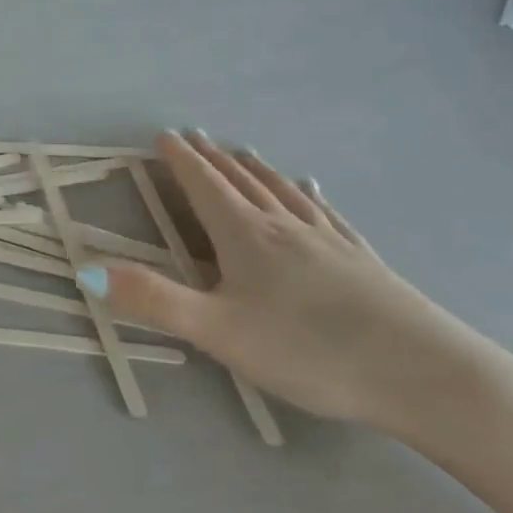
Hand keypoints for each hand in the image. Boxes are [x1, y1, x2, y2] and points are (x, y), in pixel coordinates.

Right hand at [81, 132, 488, 432]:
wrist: (425, 375)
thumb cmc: (310, 351)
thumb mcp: (217, 331)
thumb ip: (153, 300)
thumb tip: (87, 269)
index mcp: (247, 237)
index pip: (206, 188)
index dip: (182, 162)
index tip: (165, 137)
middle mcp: (286, 228)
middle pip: (243, 182)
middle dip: (214, 159)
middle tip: (196, 137)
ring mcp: (329, 241)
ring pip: (283, 192)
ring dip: (256, 170)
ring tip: (243, 154)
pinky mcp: (362, 261)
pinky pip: (323, 214)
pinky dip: (305, 195)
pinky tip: (310, 192)